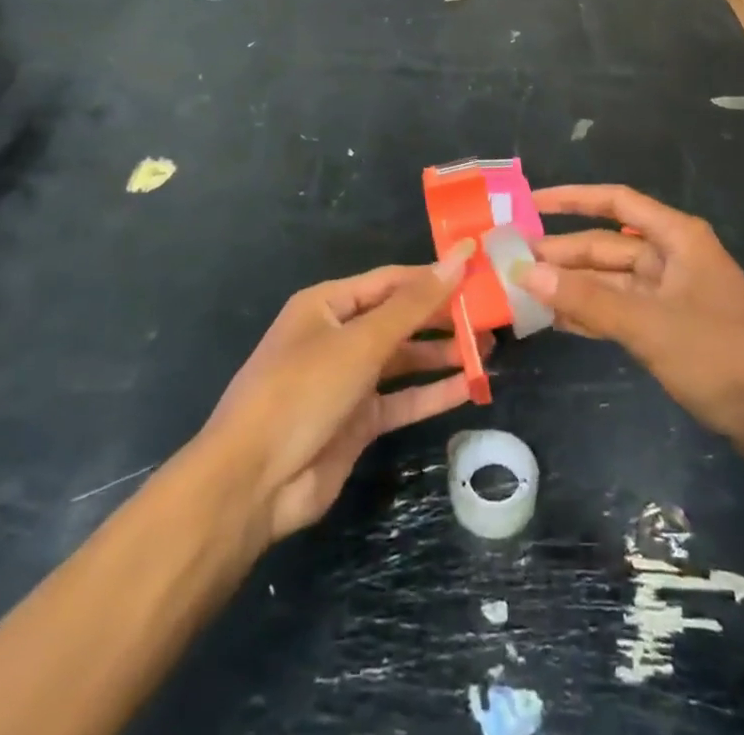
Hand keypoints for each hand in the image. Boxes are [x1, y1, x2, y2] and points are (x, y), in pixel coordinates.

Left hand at [205, 250, 483, 545]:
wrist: (252, 483)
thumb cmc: (303, 391)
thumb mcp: (361, 341)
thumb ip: (414, 304)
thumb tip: (458, 259)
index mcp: (328, 304)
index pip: (392, 281)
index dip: (433, 276)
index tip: (478, 273)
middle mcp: (339, 336)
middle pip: (400, 318)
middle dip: (442, 316)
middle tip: (490, 315)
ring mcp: (348, 380)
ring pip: (404, 359)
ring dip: (442, 353)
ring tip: (488, 349)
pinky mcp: (358, 421)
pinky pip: (402, 399)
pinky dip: (433, 392)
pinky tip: (470, 387)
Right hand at [519, 185, 743, 465]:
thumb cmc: (723, 357)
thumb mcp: (650, 325)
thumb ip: (588, 299)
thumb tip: (526, 271)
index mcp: (677, 238)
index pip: (616, 202)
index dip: (572, 198)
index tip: (530, 203)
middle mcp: (674, 257)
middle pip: (608, 245)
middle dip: (564, 252)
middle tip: (512, 262)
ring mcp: (674, 295)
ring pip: (612, 281)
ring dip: (573, 286)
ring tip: (523, 290)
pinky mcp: (674, 329)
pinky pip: (623, 311)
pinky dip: (593, 314)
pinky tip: (558, 322)